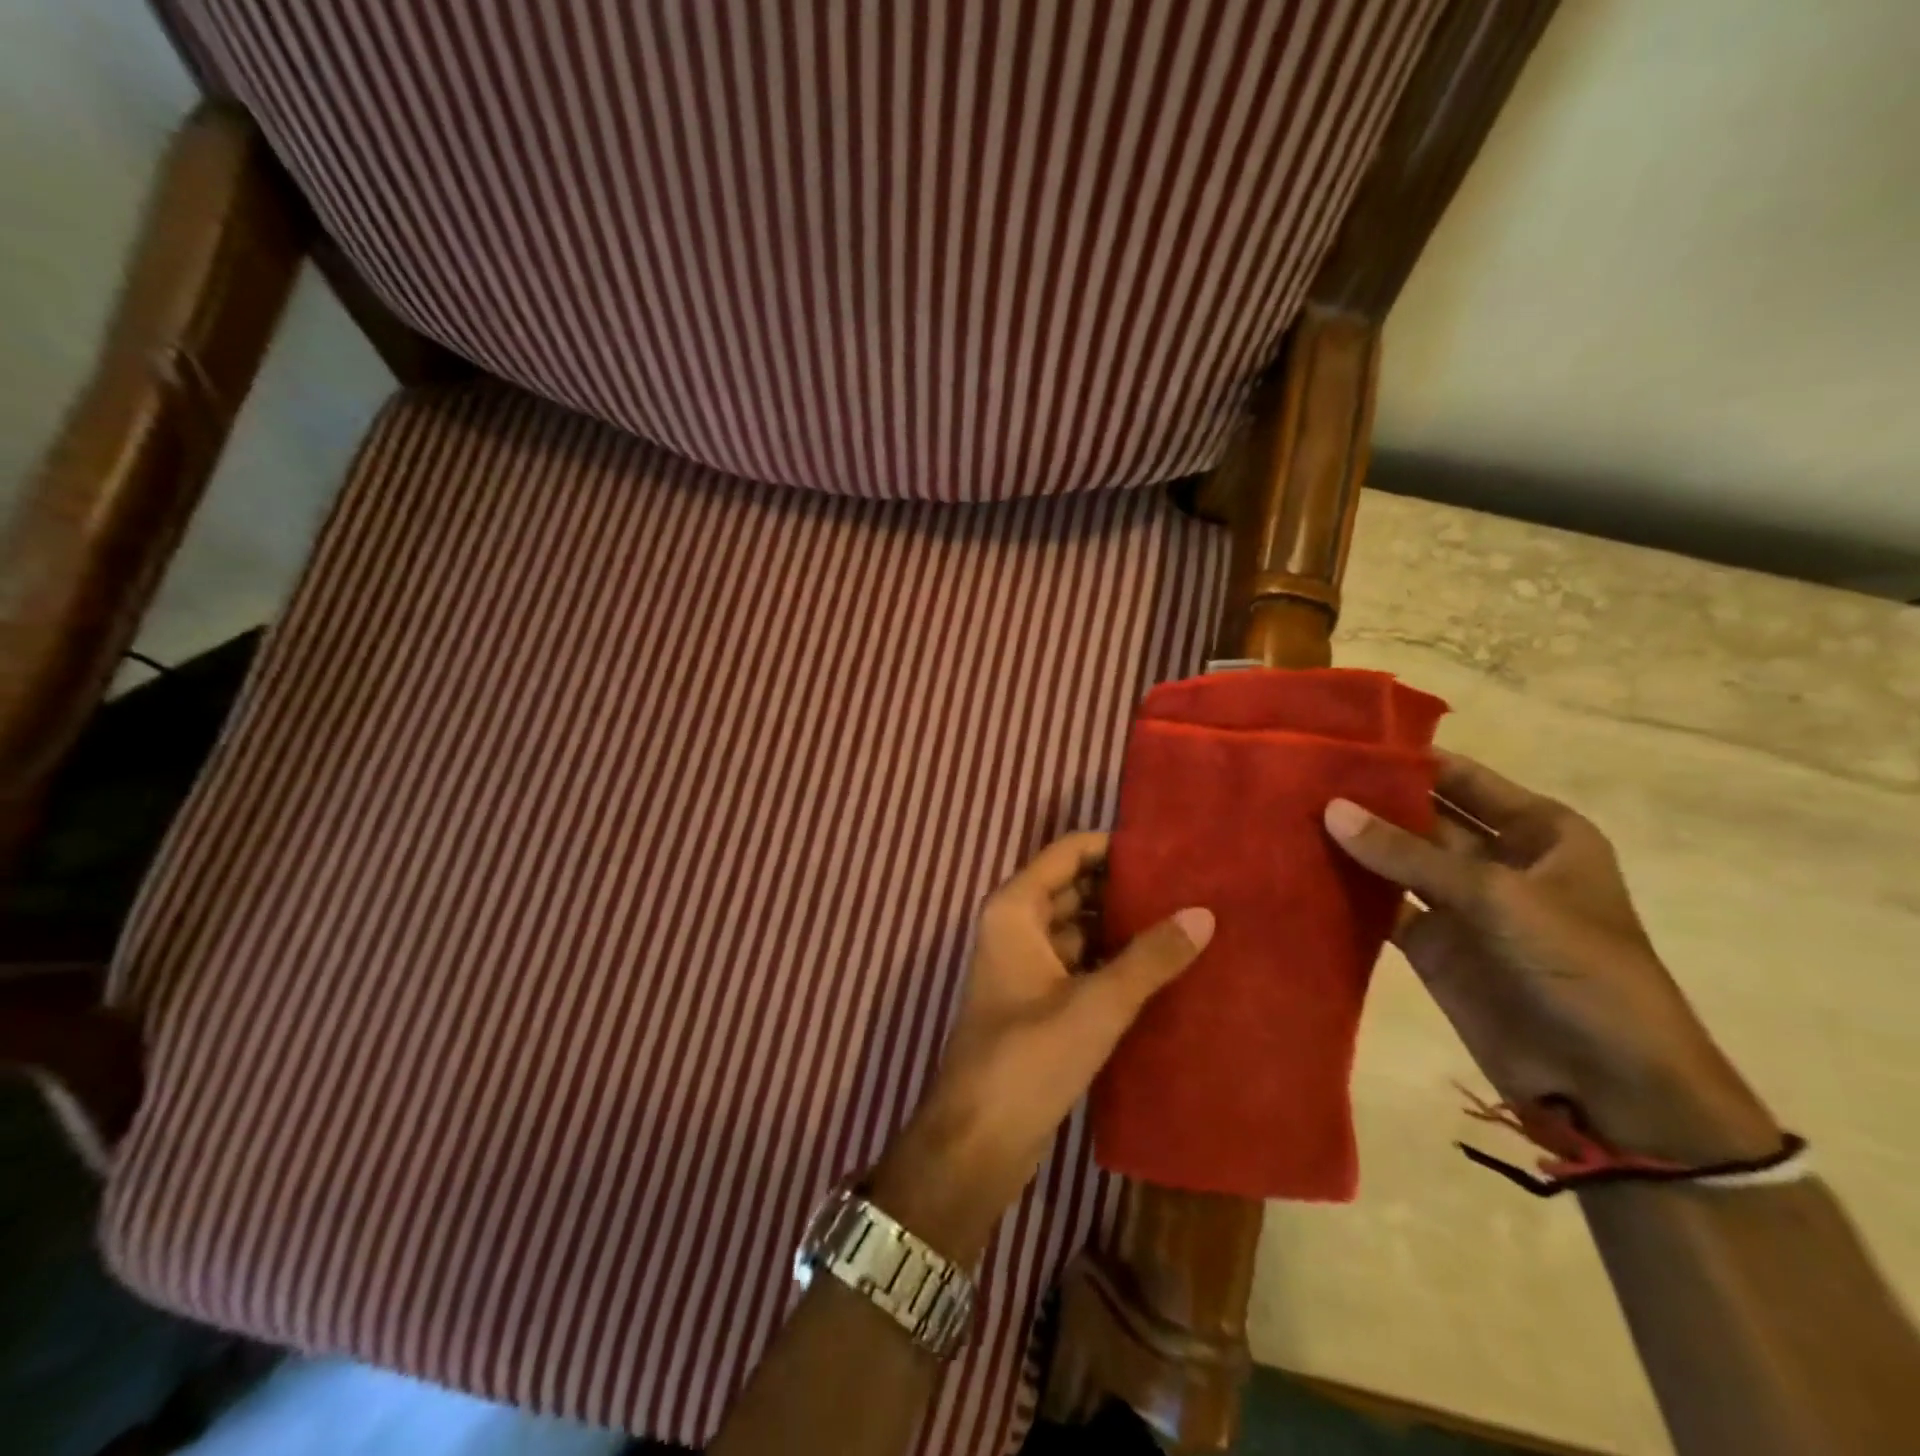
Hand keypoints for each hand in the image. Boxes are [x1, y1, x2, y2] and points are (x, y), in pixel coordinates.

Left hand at [871, 833, 1213, 1262]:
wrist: (978, 1140)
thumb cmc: (1028, 1058)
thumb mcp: (1096, 1004)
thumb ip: (1150, 958)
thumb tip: (1203, 913)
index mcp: (1015, 909)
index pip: (1067, 853)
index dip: (1113, 847)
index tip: (1168, 850)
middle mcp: (1016, 926)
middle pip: (1074, 887)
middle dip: (1124, 887)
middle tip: (1189, 886)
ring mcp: (1026, 965)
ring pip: (1079, 928)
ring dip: (1122, 926)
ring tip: (1186, 921)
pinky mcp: (1039, 1002)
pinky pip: (1080, 963)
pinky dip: (1113, 961)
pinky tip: (1161, 968)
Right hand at [1324, 752, 1779, 1165]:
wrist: (1609, 1085)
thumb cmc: (1578, 969)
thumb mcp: (1498, 897)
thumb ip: (1409, 853)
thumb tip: (1330, 808)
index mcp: (1537, 831)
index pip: (1461, 779)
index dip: (1408, 759)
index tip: (1341, 741)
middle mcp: (1495, 858)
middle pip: (1421, 816)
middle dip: (1368, 800)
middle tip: (1298, 778)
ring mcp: (1460, 903)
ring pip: (1396, 860)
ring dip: (1353, 844)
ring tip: (1286, 815)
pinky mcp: (1433, 945)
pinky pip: (1383, 906)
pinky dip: (1349, 892)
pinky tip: (1301, 870)